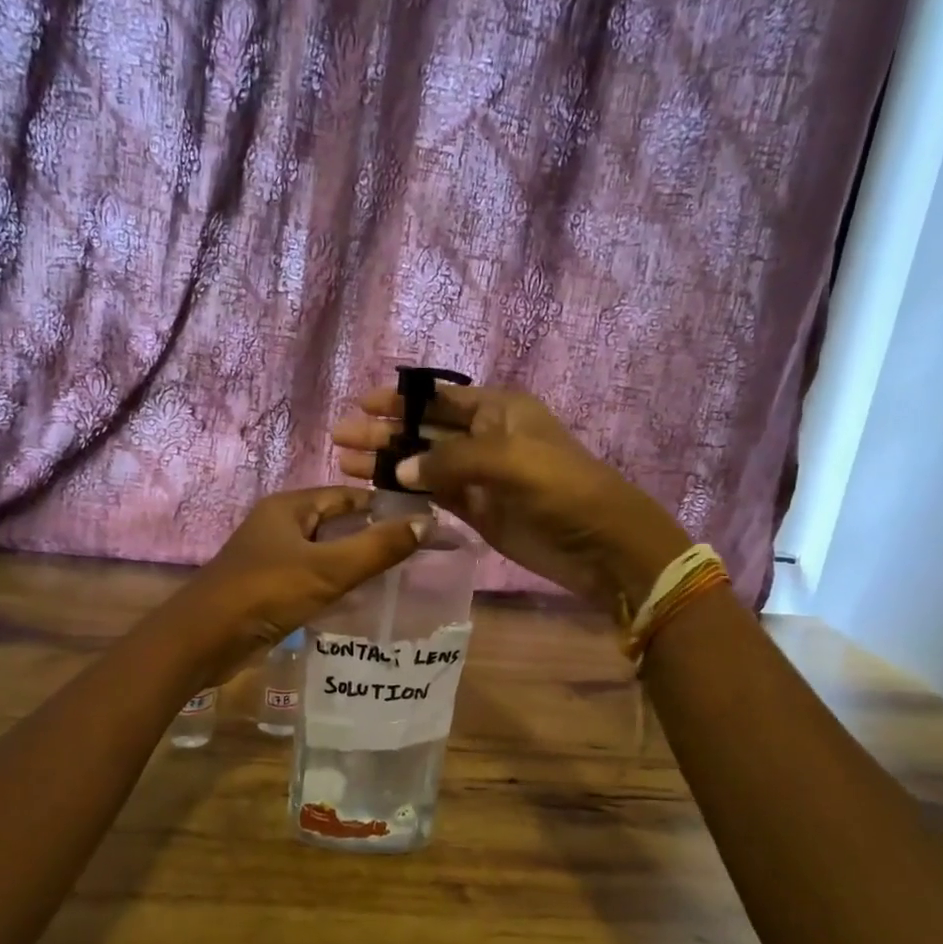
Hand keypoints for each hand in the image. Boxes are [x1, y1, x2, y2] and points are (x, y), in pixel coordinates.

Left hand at [176, 487, 427, 675]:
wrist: (203, 640)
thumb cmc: (265, 593)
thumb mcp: (328, 569)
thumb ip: (377, 547)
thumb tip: (427, 522)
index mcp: (289, 507)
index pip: (348, 495)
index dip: (385, 506)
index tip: (423, 522)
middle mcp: (280, 525)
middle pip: (337, 522)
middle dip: (373, 536)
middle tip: (418, 553)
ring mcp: (273, 557)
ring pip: (325, 552)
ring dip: (356, 562)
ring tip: (400, 576)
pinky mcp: (270, 587)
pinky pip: (313, 578)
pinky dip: (337, 584)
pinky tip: (364, 599)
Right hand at [332, 386, 688, 611]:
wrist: (602, 545)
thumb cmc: (561, 488)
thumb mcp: (508, 460)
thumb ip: (450, 460)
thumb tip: (401, 468)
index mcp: (500, 410)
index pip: (440, 398)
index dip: (401, 399)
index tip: (362, 404)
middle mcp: (486, 437)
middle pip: (425, 429)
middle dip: (385, 431)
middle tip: (340, 438)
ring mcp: (480, 476)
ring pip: (424, 462)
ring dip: (388, 461)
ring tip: (345, 463)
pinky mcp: (477, 510)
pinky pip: (434, 493)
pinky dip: (406, 490)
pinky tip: (376, 489)